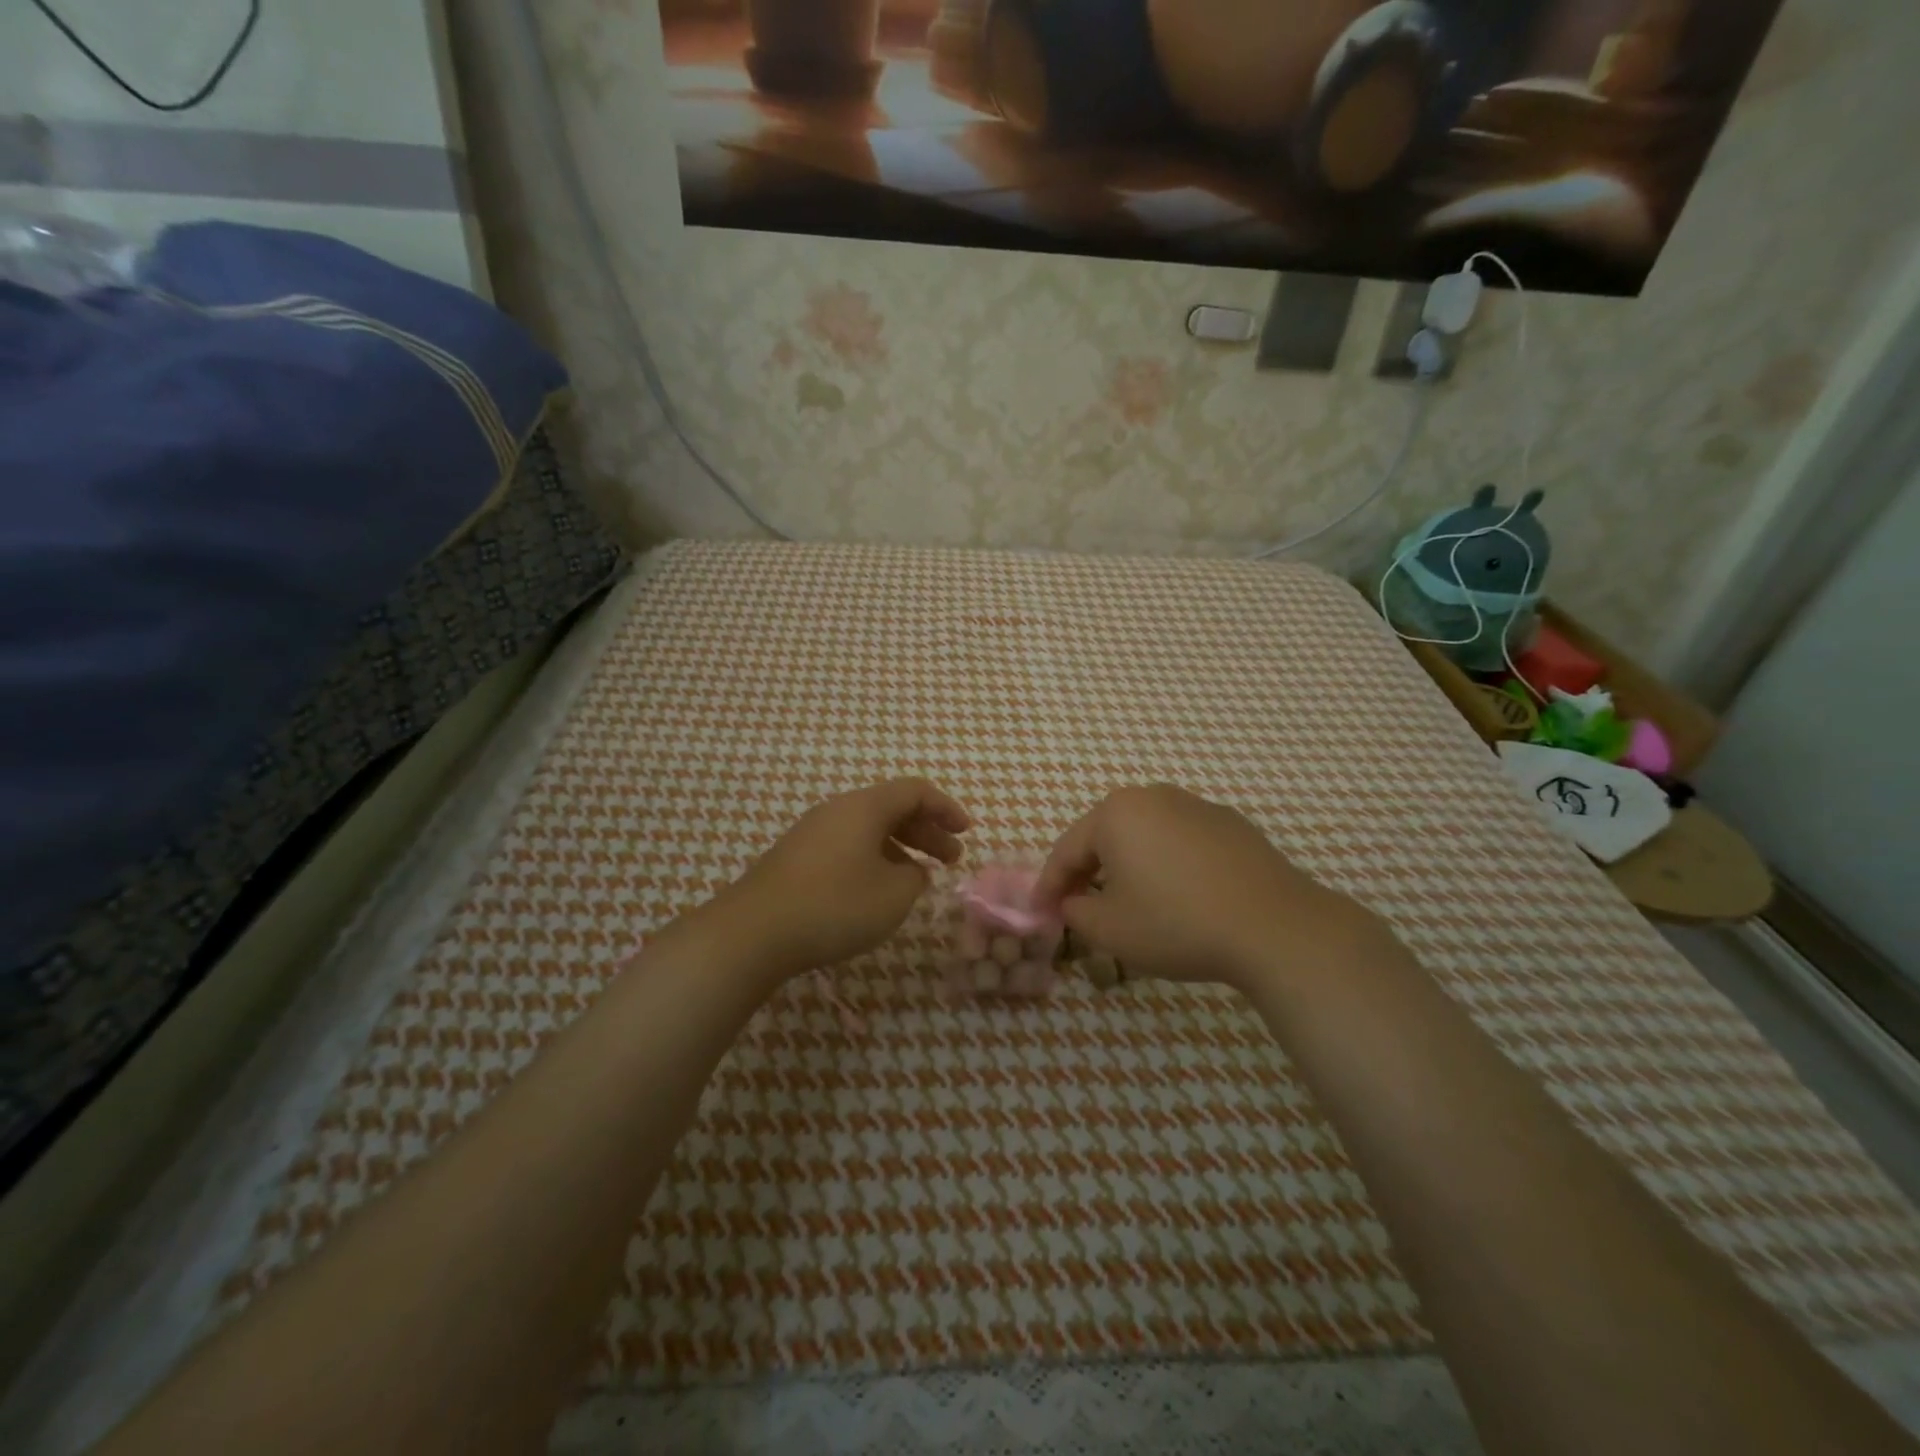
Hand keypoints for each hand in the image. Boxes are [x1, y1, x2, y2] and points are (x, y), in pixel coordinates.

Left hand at [721, 778, 971, 980]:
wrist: (753, 932)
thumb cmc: (835, 905)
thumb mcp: (893, 895)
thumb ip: (914, 878)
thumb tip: (910, 870)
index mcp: (864, 807)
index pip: (915, 791)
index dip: (946, 808)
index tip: (966, 832)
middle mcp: (838, 810)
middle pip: (892, 808)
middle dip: (927, 831)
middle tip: (952, 859)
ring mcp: (812, 833)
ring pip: (869, 829)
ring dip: (901, 848)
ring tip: (920, 878)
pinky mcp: (796, 858)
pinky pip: (848, 846)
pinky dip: (874, 860)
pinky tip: (878, 891)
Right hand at [1035, 784, 1389, 990]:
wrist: (1275, 928)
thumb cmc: (1177, 924)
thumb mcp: (1110, 930)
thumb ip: (1076, 912)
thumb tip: (1075, 903)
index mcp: (1116, 813)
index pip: (1067, 850)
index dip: (1049, 885)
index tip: (1041, 913)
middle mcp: (1154, 797)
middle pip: (1105, 836)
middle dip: (1088, 872)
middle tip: (1079, 907)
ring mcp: (1196, 806)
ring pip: (1144, 836)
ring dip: (1128, 866)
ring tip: (1128, 902)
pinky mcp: (1231, 824)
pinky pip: (1181, 842)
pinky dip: (1167, 864)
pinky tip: (1177, 895)